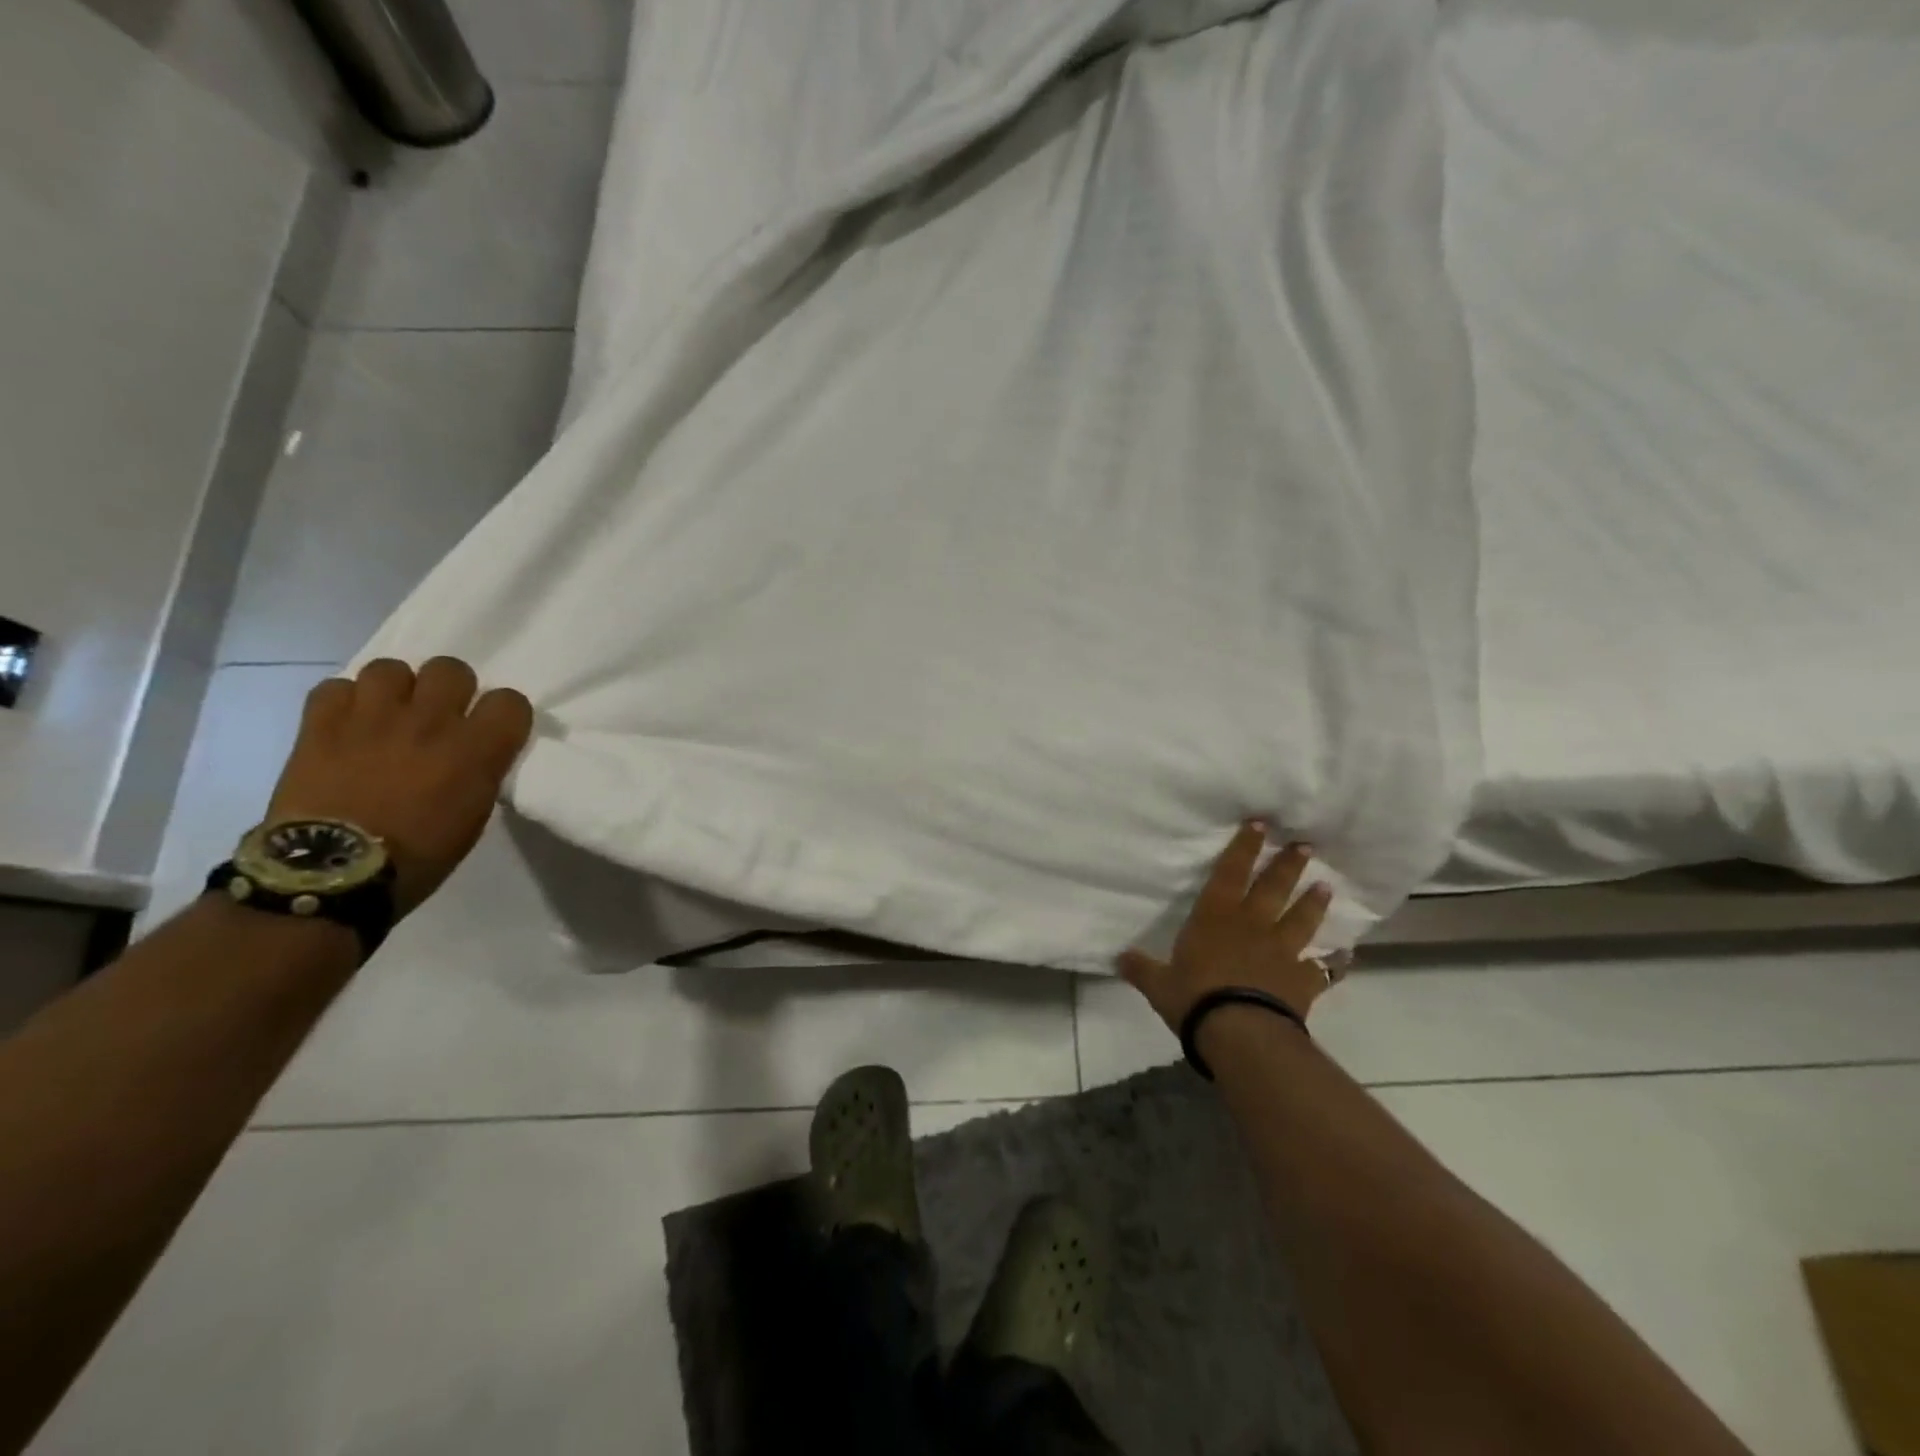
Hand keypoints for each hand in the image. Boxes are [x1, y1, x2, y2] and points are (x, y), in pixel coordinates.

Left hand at [266, 658, 533, 915]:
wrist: (332, 875)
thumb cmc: (418, 855)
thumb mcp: (473, 815)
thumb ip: (480, 771)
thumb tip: (475, 753)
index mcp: (476, 750)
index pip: (510, 700)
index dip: (503, 713)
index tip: (493, 729)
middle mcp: (430, 722)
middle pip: (451, 669)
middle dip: (449, 688)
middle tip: (438, 715)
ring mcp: (372, 718)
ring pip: (391, 667)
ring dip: (395, 688)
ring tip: (388, 714)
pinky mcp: (321, 725)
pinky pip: (334, 687)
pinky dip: (343, 701)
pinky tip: (346, 724)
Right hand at [1117, 822, 1341, 1031]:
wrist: (1240, 1032)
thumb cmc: (1194, 998)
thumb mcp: (1158, 984)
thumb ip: (1141, 968)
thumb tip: (1119, 957)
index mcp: (1215, 918)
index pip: (1229, 873)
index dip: (1243, 847)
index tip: (1259, 824)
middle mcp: (1251, 926)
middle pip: (1272, 888)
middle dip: (1286, 865)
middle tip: (1304, 845)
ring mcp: (1281, 952)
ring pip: (1301, 920)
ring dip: (1313, 903)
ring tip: (1326, 887)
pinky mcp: (1302, 981)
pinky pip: (1323, 970)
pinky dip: (1335, 965)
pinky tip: (1345, 959)